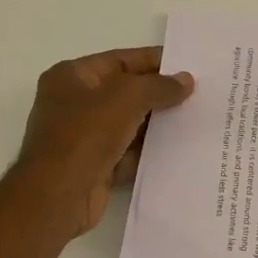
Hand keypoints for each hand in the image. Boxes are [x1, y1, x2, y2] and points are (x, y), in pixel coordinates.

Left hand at [12, 46, 193, 238]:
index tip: (188, 65)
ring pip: (130, 124)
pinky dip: (150, 152)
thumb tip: (186, 80)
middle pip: (126, 92)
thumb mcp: (125, 99)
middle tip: (199, 95)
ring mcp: (85, 136)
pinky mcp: (96, 165)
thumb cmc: (84, 136)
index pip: (120, 60)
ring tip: (196, 120)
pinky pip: (129, 152)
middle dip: (160, 94)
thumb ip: (158, 86)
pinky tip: (179, 150)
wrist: (58, 196)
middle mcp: (75, 103)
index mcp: (72, 77)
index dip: (154, 61)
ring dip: (158, 124)